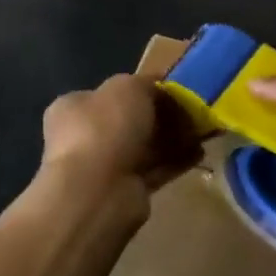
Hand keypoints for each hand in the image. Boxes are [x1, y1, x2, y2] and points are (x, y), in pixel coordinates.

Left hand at [42, 75, 201, 201]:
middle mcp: (83, 137)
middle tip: (189, 112)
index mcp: (73, 107)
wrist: (99, 190)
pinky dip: (175, 161)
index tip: (169, 90)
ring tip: (202, 132)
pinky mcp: (124, 191)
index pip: (108, 93)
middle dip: (160, 117)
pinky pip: (154, 170)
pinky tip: (199, 153)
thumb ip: (146, 84)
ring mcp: (102, 167)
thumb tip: (159, 90)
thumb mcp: (129, 87)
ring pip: (143, 147)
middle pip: (129, 121)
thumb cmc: (105, 127)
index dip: (140, 89)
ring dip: (171, 139)